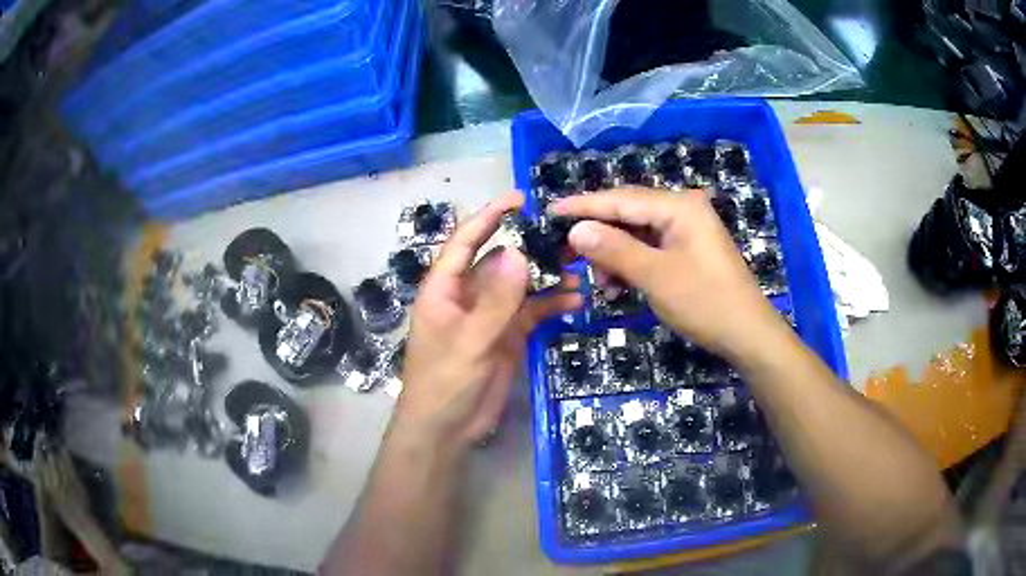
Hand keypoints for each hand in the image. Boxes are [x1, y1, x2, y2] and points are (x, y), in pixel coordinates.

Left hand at [397, 193, 582, 449]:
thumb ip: (496, 300)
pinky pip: (532, 312)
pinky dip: (552, 304)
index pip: (466, 241)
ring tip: (581, 268)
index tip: (520, 198)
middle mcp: (468, 294)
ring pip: (521, 285)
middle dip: (531, 247)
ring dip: (547, 277)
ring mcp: (490, 315)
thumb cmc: (445, 382)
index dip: (490, 216)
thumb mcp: (470, 341)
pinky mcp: (508, 335)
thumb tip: (517, 252)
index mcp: (445, 287)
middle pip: (501, 260)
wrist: (447, 429)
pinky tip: (576, 301)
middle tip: (567, 237)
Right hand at [551, 188, 787, 363]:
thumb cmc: (705, 302)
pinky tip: (618, 286)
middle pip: (628, 214)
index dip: (584, 206)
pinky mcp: (687, 250)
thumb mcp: (656, 276)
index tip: (551, 210)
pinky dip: (631, 265)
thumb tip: (576, 229)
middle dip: (598, 235)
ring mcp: (686, 230)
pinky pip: (649, 249)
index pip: (621, 199)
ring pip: (636, 234)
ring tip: (601, 284)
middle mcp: (682, 210)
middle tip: (568, 252)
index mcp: (679, 206)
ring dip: (614, 255)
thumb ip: (615, 249)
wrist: (747, 334)